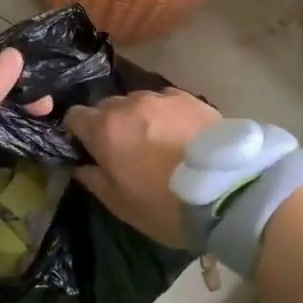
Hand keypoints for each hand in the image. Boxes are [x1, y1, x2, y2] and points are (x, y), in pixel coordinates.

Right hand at [65, 90, 220, 247]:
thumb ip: (92, 179)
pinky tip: (179, 134)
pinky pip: (166, 102)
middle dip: (109, 125)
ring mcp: (162, 98)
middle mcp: (129, 104)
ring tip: (156, 141)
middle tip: (125, 150)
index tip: (89, 150)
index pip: (74, 116)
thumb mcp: (120, 204)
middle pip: (106, 107)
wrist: (228, 192)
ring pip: (138, 102)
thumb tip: (80, 165)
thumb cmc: (164, 204)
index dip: (78, 133)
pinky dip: (165, 115)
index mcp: (104, 128)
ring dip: (138, 118)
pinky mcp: (191, 98)